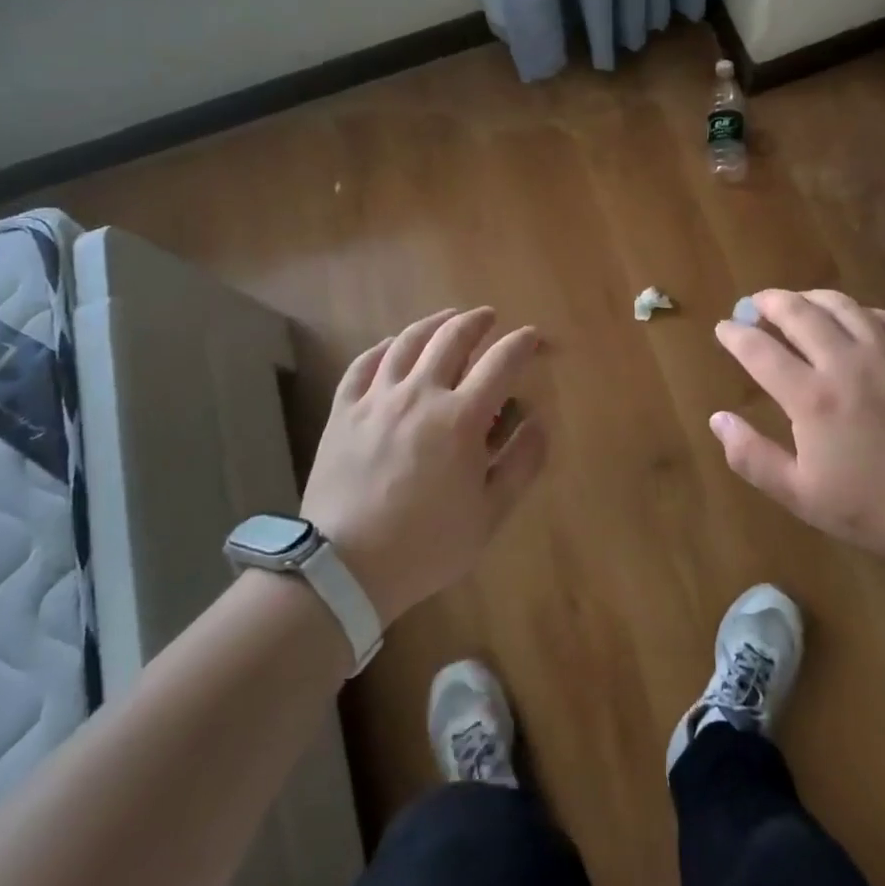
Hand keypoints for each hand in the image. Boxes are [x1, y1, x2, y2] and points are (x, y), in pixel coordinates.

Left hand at [301, 308, 545, 625]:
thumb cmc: (426, 545)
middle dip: (477, 321)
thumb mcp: (490, 515)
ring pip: (409, 342)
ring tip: (448, 318)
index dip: (522, 344)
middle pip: (452, 338)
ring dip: (434, 323)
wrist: (344, 567)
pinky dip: (385, 346)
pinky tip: (394, 345)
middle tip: (489, 317)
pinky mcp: (344, 410)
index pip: (501, 362)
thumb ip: (522, 464)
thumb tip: (539, 422)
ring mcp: (378, 398)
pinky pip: (365, 363)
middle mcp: (421, 394)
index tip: (533, 338)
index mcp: (461, 418)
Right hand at [711, 290, 884, 561]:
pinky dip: (861, 311)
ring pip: (843, 306)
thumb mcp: (801, 495)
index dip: (735, 335)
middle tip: (755, 303)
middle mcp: (845, 363)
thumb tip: (718, 419)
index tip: (723, 328)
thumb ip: (752, 457)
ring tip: (798, 301)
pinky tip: (855, 318)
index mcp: (811, 397)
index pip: (760, 351)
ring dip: (811, 297)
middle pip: (799, 313)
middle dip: (770, 302)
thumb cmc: (876, 509)